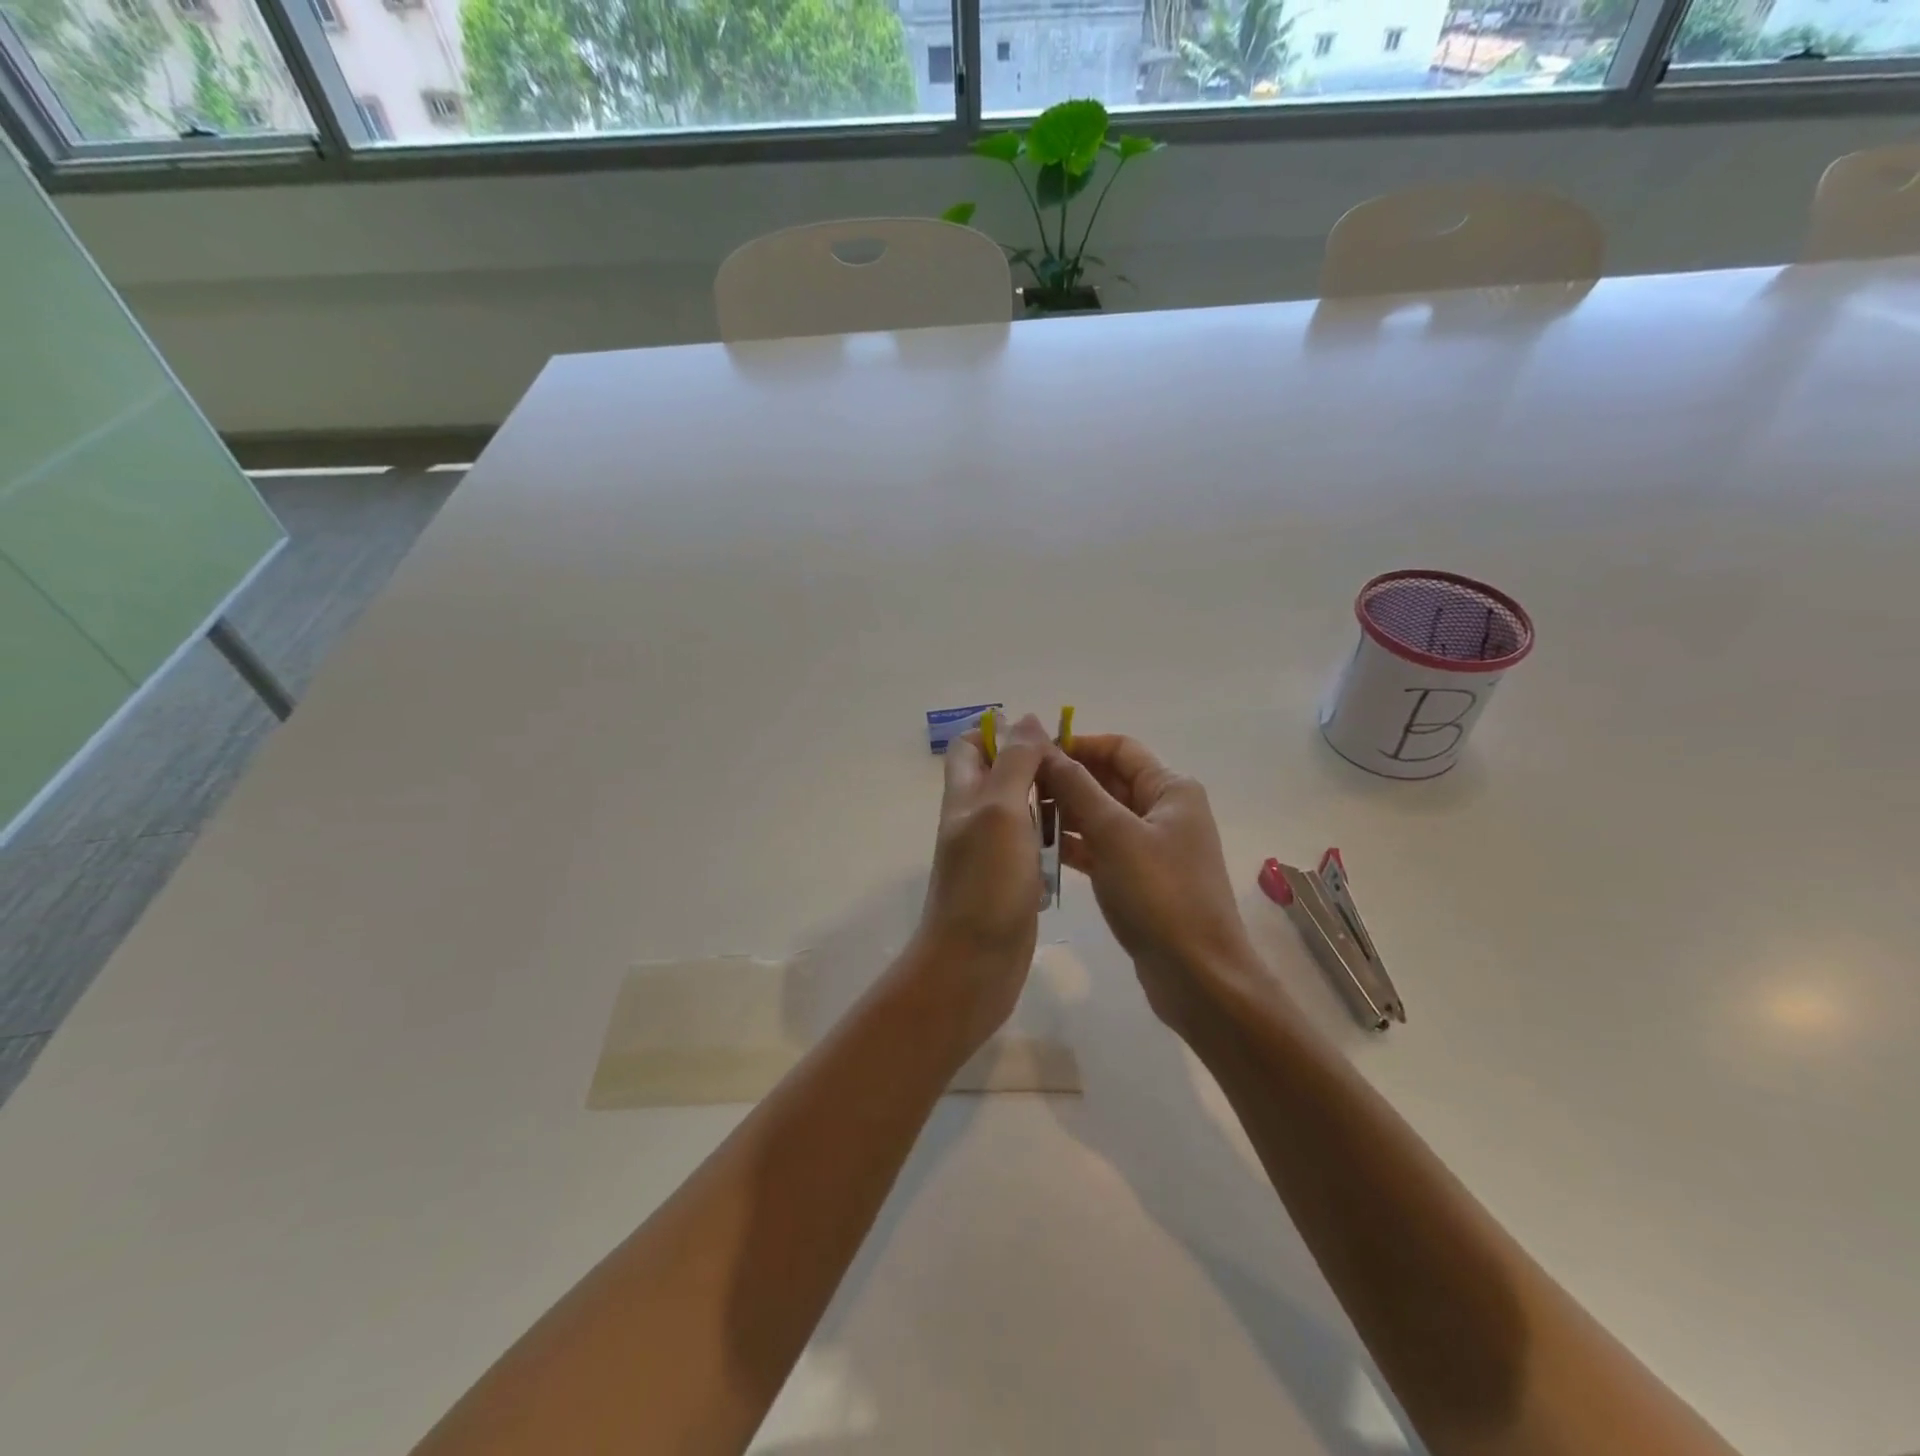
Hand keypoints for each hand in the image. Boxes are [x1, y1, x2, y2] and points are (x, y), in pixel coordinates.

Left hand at [905, 714, 1050, 1058]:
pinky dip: (1053, 840)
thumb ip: (1013, 763)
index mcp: (964, 795)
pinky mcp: (1011, 880)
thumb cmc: (986, 882)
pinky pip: (1033, 847)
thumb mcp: (1000, 810)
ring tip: (1087, 802)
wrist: (974, 963)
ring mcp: (992, 852)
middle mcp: (975, 818)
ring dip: (1049, 802)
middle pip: (1001, 775)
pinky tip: (1079, 844)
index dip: (1001, 733)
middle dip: (1036, 765)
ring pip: (1022, 811)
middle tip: (1078, 770)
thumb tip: (1025, 718)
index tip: (1044, 738)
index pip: (970, 746)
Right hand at [1041, 734, 1261, 1035]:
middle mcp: (1164, 810)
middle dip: (1066, 779)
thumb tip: (1045, 748)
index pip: (1119, 748)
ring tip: (1021, 815)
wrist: (1197, 975)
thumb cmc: (1159, 894)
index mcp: (1170, 788)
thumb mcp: (1114, 834)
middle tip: (1018, 785)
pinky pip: (1102, 848)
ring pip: (1102, 815)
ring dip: (1066, 812)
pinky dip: (1076, 844)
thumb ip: (1078, 788)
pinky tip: (1039, 848)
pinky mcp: (1140, 878)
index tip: (1033, 753)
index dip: (1077, 745)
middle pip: (1109, 780)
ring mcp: (1153, 846)